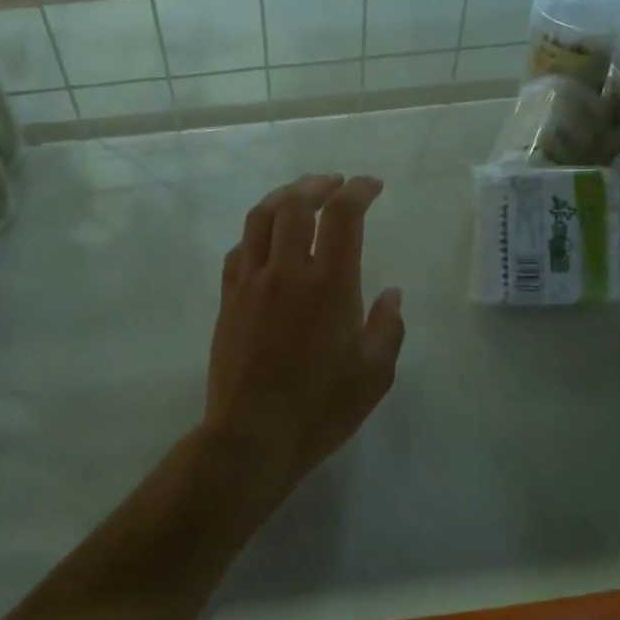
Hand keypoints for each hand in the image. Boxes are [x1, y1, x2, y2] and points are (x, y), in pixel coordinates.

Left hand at [203, 174, 405, 493]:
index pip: (342, 215)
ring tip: (299, 194)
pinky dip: (257, 233)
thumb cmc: (320, 408)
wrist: (252, 436)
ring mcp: (251, 282)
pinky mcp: (228, 298)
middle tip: (334, 183)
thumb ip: (387, 327)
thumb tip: (391, 294)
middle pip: (296, 203)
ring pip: (261, 217)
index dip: (358, 190)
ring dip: (283, 196)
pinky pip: (240, 250)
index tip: (371, 185)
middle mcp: (286, 270)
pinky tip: (266, 240)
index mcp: (329, 283)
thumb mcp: (374, 374)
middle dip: (318, 184)